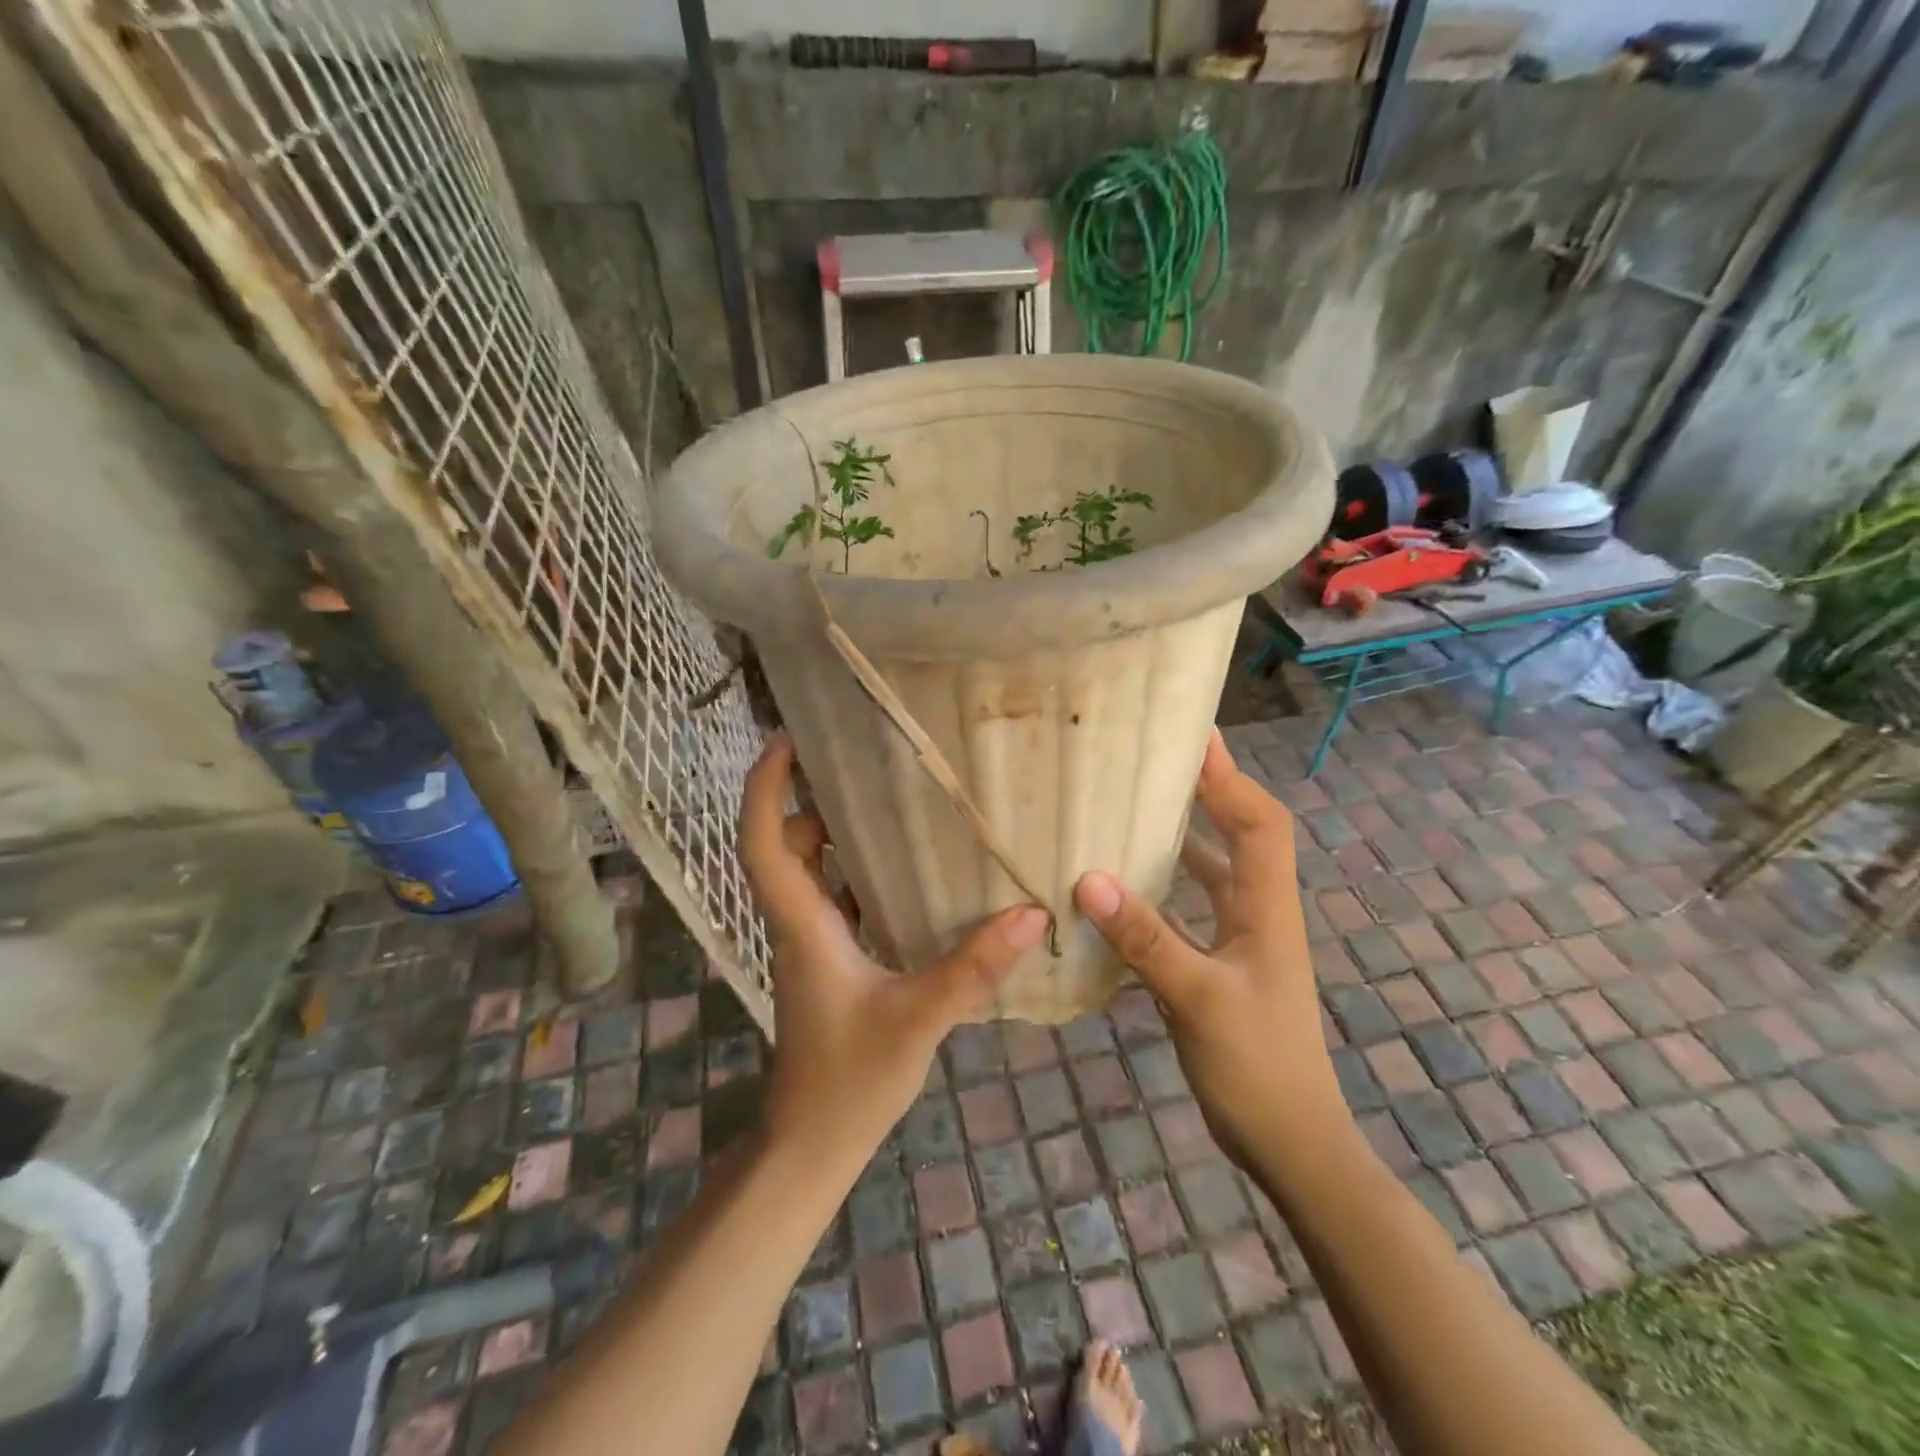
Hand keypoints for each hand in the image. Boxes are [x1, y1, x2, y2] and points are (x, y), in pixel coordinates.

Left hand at [740, 735, 1047, 1165]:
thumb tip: (1030, 913)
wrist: (812, 1143)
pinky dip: (855, 870)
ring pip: (808, 871)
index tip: (784, 739)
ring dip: (831, 832)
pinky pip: (834, 897)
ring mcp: (811, 943)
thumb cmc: (849, 1080)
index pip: (763, 842)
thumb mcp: (918, 1019)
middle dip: (806, 797)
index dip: (765, 787)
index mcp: (803, 924)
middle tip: (855, 759)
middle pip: (784, 845)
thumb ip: (972, 967)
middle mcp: (798, 923)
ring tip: (884, 798)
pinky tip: (903, 868)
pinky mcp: (828, 960)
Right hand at [1073, 731, 1346, 1168]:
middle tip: (1155, 760)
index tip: (1194, 737)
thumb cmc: (1257, 1066)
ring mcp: (1242, 939)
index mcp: (1267, 906)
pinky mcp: (1221, 963)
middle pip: (1240, 832)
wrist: (1290, 1142)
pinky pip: (1193, 906)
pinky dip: (1167, 886)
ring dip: (1184, 835)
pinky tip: (1126, 886)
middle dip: (1208, 791)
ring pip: (1214, 869)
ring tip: (1134, 807)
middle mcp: (1258, 911)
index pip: (1259, 821)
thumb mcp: (1198, 999)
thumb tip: (1089, 879)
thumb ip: (1146, 938)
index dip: (1231, 777)